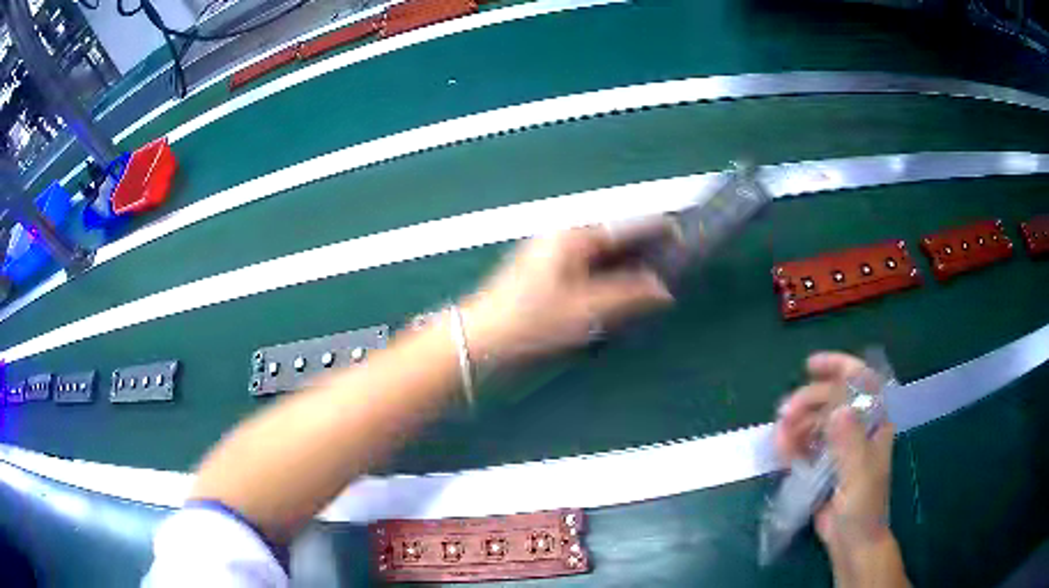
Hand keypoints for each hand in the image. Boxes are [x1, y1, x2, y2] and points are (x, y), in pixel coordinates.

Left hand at [462, 224, 674, 361]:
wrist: (481, 336)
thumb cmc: (530, 320)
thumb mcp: (585, 310)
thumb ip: (628, 295)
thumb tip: (663, 289)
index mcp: (574, 234)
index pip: (627, 224)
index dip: (659, 231)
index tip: (685, 242)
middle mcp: (564, 234)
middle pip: (616, 237)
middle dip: (644, 253)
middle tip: (670, 273)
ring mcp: (553, 249)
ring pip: (603, 252)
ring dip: (626, 267)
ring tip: (651, 285)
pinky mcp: (548, 266)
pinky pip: (589, 263)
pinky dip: (607, 275)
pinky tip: (619, 293)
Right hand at [774, 353, 894, 555]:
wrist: (852, 543)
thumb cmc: (864, 508)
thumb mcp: (859, 475)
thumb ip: (850, 443)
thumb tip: (838, 408)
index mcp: (874, 424)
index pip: (861, 382)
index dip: (839, 366)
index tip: (811, 366)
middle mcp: (857, 429)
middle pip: (832, 400)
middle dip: (808, 401)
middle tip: (785, 412)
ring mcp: (839, 447)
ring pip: (816, 422)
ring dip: (796, 423)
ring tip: (779, 436)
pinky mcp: (823, 465)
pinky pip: (806, 446)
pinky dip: (792, 443)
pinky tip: (780, 448)